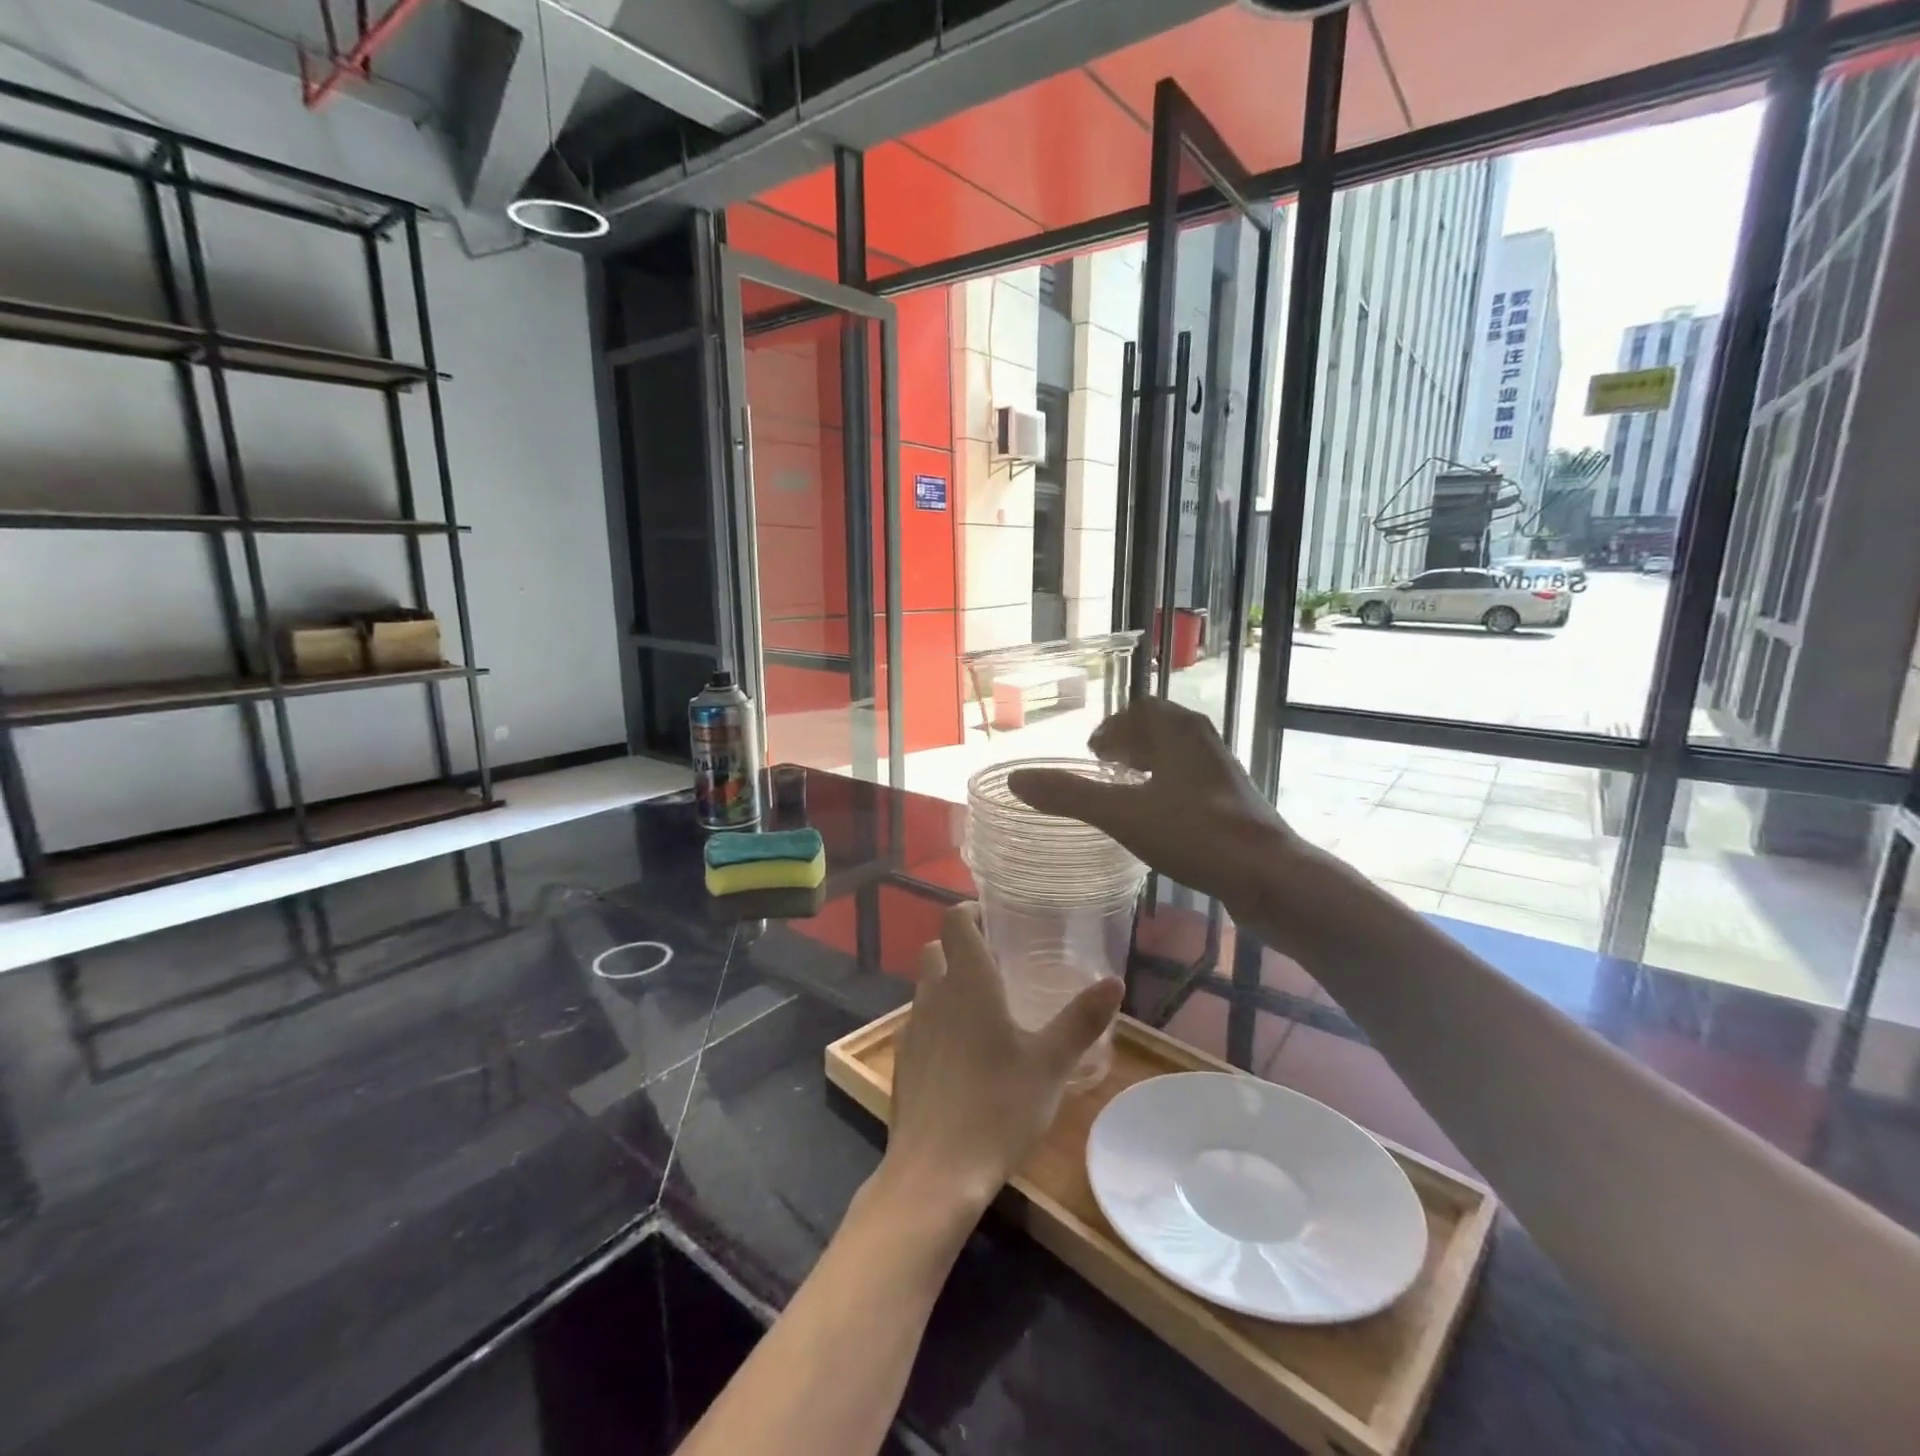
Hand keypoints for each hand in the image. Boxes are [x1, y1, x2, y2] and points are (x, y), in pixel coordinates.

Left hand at [885, 904, 1123, 1215]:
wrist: (935, 1171)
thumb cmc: (998, 1107)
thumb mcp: (1050, 1064)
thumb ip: (1081, 1020)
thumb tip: (1115, 981)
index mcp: (968, 982)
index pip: (955, 921)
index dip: (970, 912)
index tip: (995, 920)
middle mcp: (934, 994)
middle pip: (936, 949)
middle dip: (960, 947)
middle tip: (997, 963)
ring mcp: (913, 1028)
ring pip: (926, 986)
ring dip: (948, 983)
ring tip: (985, 1008)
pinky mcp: (903, 1060)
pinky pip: (921, 1021)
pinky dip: (939, 1019)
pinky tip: (964, 1053)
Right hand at [1007, 698, 1294, 913]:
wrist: (1270, 877)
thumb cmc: (1194, 834)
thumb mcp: (1121, 814)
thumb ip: (1069, 796)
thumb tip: (1016, 780)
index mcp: (1179, 732)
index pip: (1143, 709)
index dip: (1114, 726)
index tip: (1094, 753)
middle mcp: (1204, 744)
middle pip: (1162, 730)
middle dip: (1130, 744)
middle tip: (1104, 768)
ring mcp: (1224, 776)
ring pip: (1180, 758)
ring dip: (1150, 767)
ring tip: (1127, 794)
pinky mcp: (1235, 807)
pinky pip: (1193, 785)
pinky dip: (1169, 792)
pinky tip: (1160, 824)